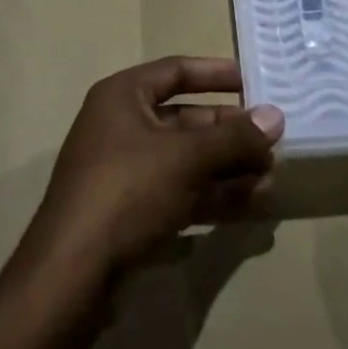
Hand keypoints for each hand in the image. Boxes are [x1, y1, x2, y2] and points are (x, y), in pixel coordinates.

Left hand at [20, 57, 283, 285]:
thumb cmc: (127, 191)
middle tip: (272, 143)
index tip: (254, 81)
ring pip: (186, 161)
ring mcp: (125, 172)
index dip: (216, 74)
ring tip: (270, 178)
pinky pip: (179, 193)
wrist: (71, 277)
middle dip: (230, 133)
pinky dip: (211, 197)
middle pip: (186, 119)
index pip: (176, 71)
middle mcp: (122, 126)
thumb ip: (233, 137)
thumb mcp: (186, 158)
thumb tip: (276, 116)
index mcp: (123, 96)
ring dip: (227, 168)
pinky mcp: (130, 214)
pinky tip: (249, 206)